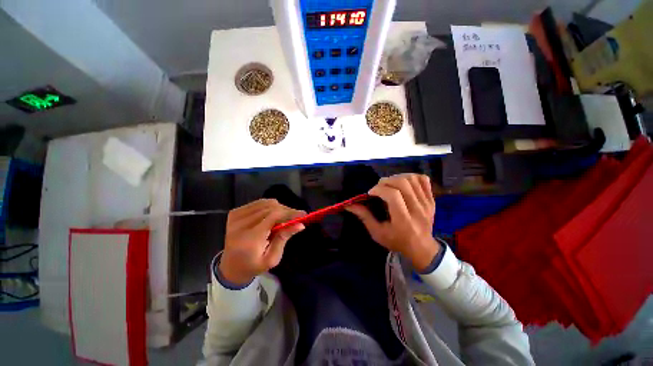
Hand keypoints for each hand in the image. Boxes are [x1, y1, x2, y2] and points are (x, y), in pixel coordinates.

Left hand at [219, 199, 305, 285]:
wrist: (230, 266)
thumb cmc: (254, 265)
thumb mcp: (272, 258)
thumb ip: (284, 238)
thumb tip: (300, 224)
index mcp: (249, 238)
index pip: (273, 216)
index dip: (290, 213)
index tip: (303, 214)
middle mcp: (241, 224)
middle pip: (270, 208)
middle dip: (287, 211)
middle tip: (297, 217)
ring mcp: (235, 216)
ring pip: (266, 203)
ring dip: (279, 208)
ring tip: (285, 217)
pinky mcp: (235, 212)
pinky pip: (258, 203)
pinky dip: (269, 206)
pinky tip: (273, 214)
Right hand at [346, 174, 440, 271]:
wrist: (422, 248)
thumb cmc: (397, 241)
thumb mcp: (377, 233)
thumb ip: (364, 217)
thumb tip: (349, 204)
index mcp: (403, 220)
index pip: (393, 195)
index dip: (379, 189)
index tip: (371, 192)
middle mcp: (418, 210)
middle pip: (403, 184)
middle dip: (386, 181)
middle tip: (379, 187)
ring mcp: (427, 204)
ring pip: (413, 179)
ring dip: (397, 177)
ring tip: (389, 184)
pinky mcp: (432, 200)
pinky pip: (424, 180)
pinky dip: (411, 177)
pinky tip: (403, 182)